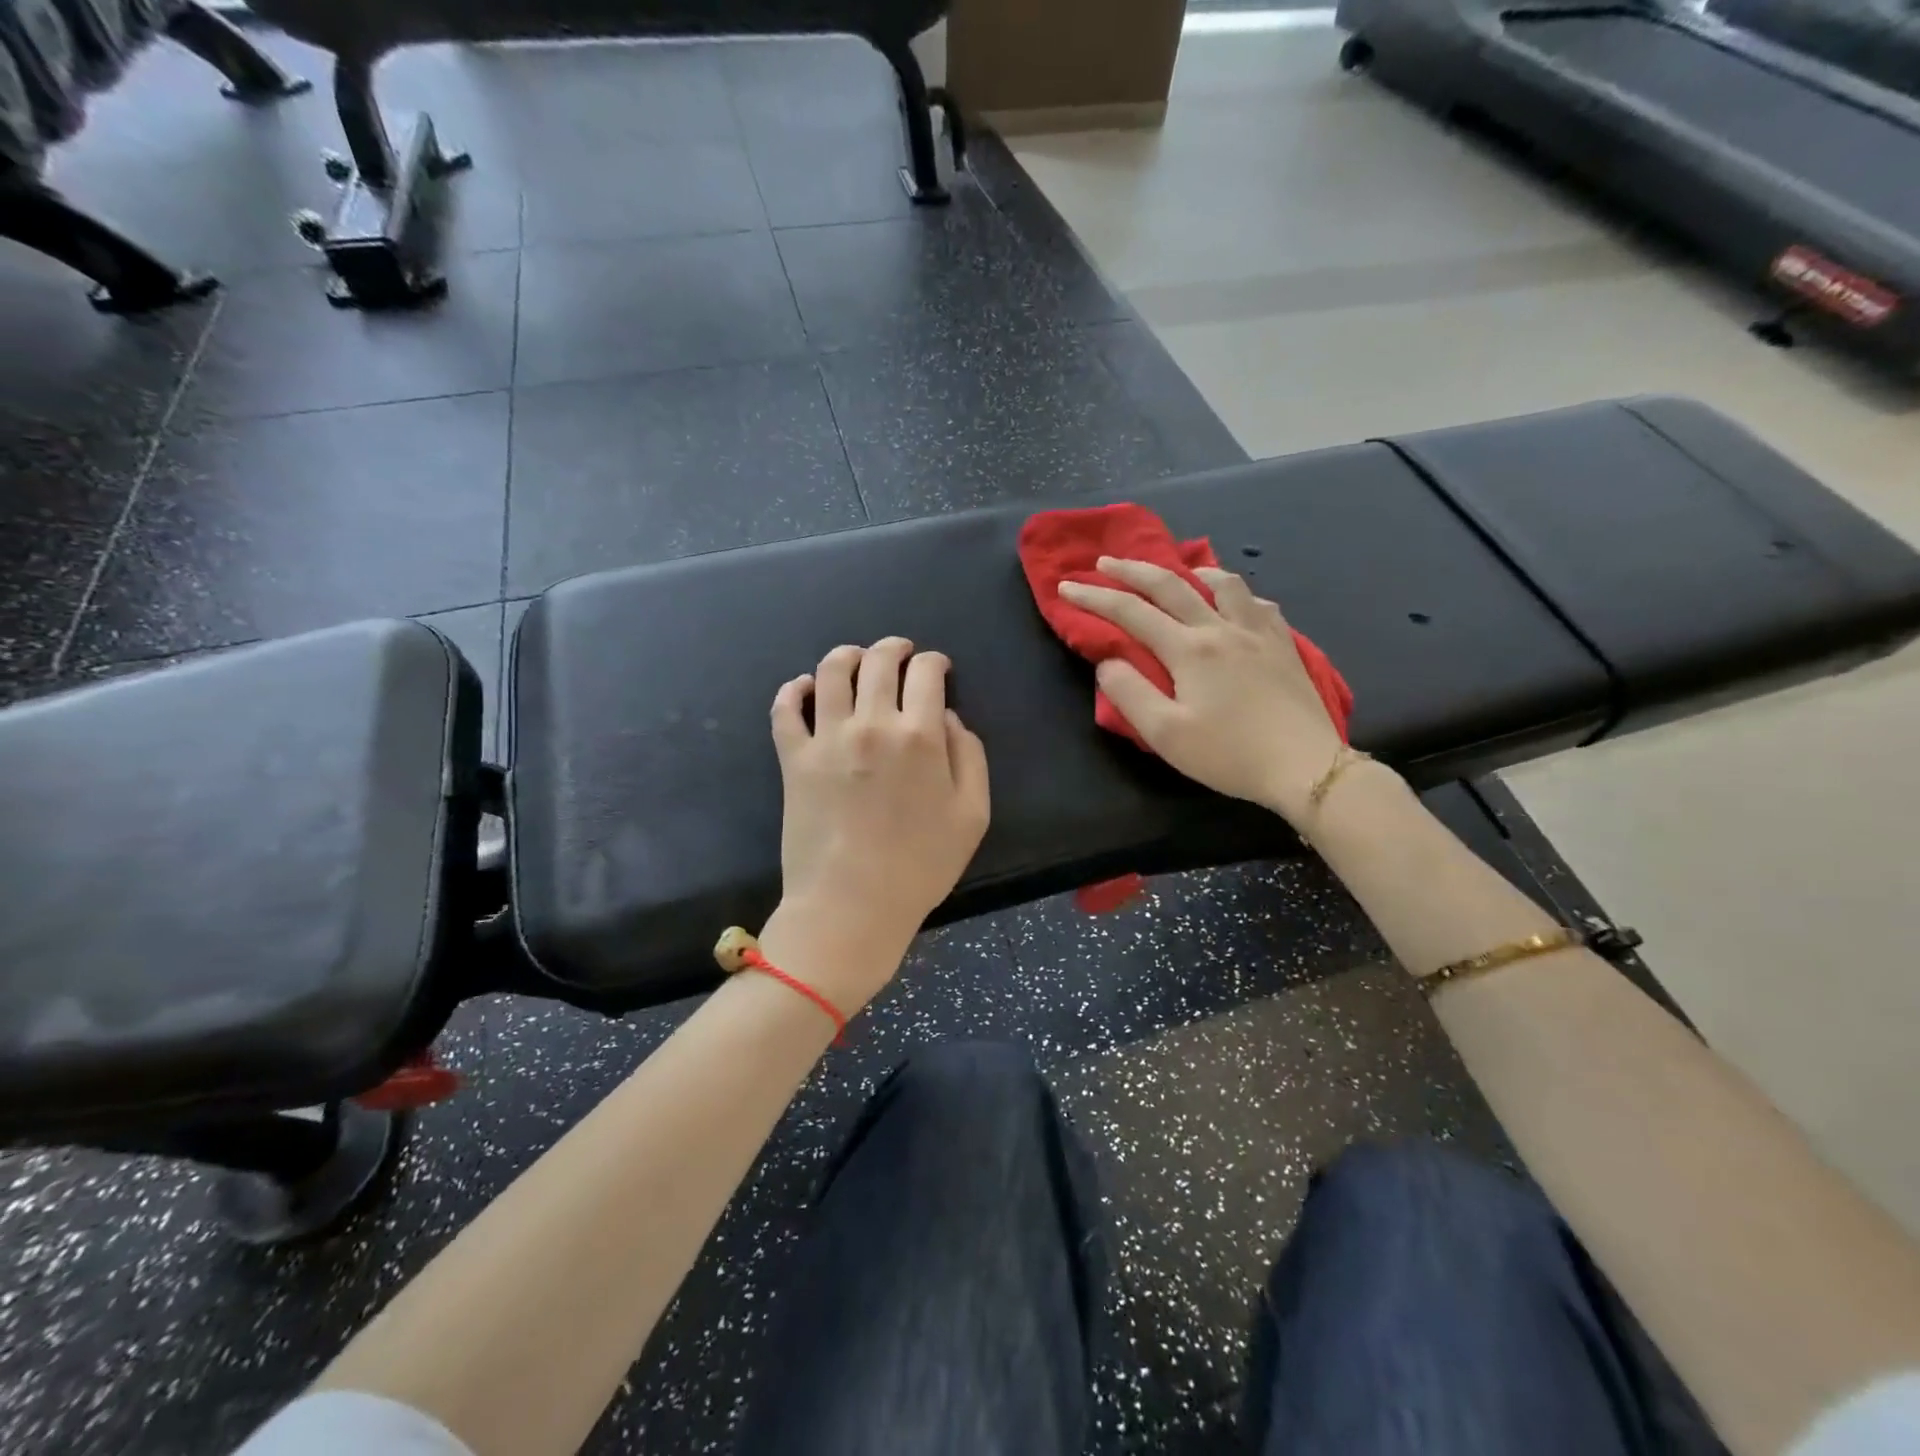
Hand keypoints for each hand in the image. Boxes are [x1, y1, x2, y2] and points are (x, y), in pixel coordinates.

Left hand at [761, 637, 990, 1010]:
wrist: (852, 906)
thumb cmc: (921, 866)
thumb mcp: (973, 815)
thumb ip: (969, 756)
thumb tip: (947, 718)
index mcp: (919, 734)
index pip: (926, 673)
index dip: (935, 661)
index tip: (938, 667)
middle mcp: (871, 723)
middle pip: (879, 661)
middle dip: (895, 648)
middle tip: (901, 652)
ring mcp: (826, 738)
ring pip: (831, 672)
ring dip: (847, 655)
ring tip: (855, 658)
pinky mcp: (793, 759)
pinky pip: (785, 710)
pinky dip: (794, 690)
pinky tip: (805, 688)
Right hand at [1058, 557, 1345, 825]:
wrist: (1305, 766)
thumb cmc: (1229, 754)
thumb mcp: (1166, 734)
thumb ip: (1129, 693)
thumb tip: (1108, 661)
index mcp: (1189, 649)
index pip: (1131, 612)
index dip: (1094, 597)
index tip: (1066, 587)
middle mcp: (1221, 628)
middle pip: (1171, 585)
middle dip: (1132, 570)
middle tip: (1106, 562)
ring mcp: (1258, 633)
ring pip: (1223, 583)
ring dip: (1192, 571)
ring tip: (1179, 571)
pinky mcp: (1284, 645)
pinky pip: (1258, 603)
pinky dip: (1237, 593)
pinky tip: (1235, 602)